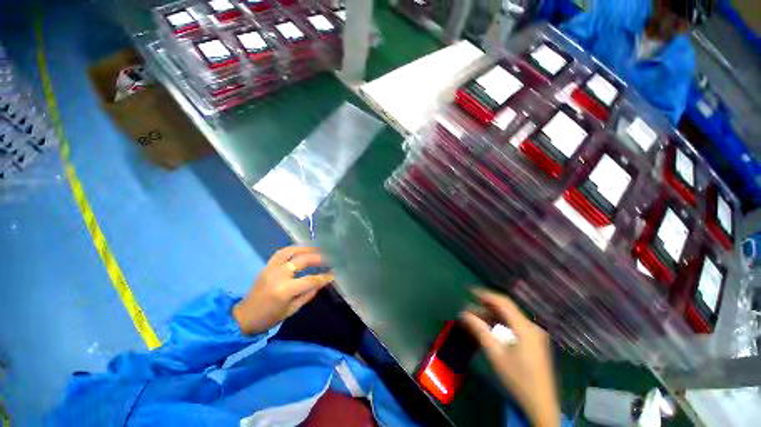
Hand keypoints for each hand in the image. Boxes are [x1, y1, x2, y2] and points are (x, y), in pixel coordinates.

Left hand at [233, 246, 333, 335]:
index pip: (310, 280)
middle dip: (317, 257)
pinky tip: (301, 250)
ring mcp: (270, 268)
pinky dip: (293, 249)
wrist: (244, 317)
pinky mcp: (266, 266)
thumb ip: (307, 294)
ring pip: (289, 251)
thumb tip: (321, 283)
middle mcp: (278, 275)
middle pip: (301, 260)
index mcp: (284, 290)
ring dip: (304, 248)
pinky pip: (281, 253)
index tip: (333, 274)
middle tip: (328, 256)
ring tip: (316, 248)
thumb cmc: (269, 317)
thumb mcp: (292, 310)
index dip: (323, 277)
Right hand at [461, 289, 559, 426]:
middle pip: (506, 308)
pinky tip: (488, 327)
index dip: (485, 294)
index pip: (502, 302)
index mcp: (524, 327)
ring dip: (491, 315)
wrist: (540, 403)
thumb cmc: (517, 378)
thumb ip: (480, 330)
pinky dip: (499, 323)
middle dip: (485, 305)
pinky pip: (514, 325)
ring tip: (474, 317)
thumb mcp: (495, 354)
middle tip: (468, 307)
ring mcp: (534, 334)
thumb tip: (464, 313)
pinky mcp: (533, 341)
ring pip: (509, 317)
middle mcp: (531, 326)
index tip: (469, 291)